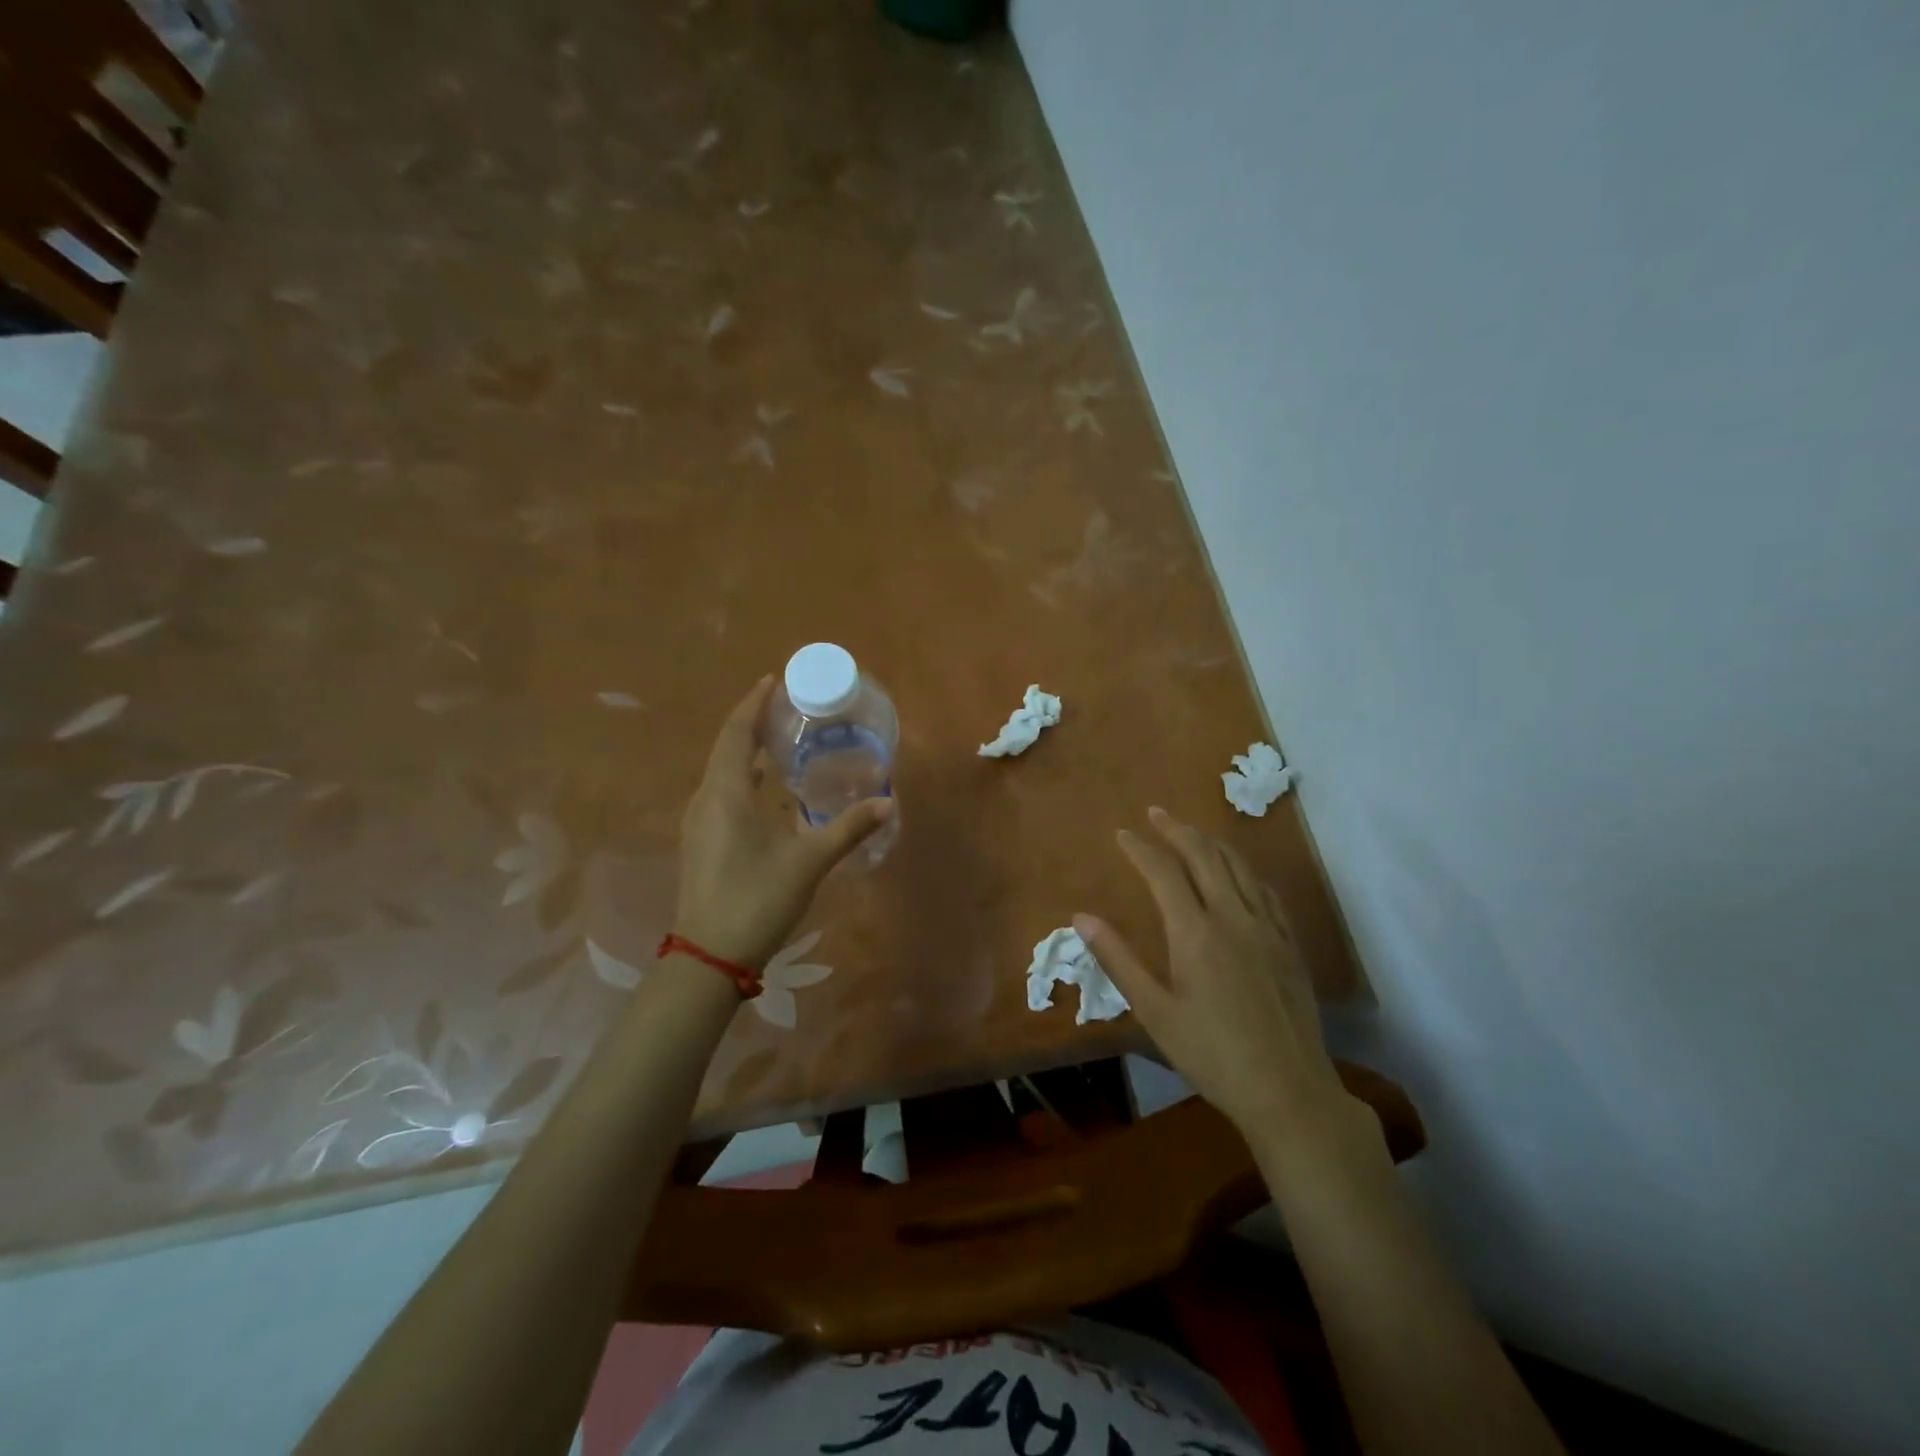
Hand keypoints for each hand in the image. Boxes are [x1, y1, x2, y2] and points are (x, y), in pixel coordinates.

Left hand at [674, 676, 893, 971]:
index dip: (753, 704)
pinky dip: (742, 777)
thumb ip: (848, 829)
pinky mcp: (702, 843)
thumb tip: (888, 802)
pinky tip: (766, 789)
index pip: (736, 733)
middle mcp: (705, 800)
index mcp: (725, 794)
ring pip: (721, 772)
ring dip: (744, 750)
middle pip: (726, 748)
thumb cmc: (756, 900)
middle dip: (751, 723)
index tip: (773, 681)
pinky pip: (720, 793)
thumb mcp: (808, 862)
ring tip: (778, 741)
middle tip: (785, 708)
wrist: (709, 957)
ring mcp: (699, 823)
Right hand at [1075, 807, 1361, 1140]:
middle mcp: (1232, 918)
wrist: (1288, 1091)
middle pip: (1204, 857)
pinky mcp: (1288, 945)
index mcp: (1195, 932)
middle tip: (1156, 813)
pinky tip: (1239, 873)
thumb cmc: (1211, 1054)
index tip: (1123, 834)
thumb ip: (1118, 960)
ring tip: (1192, 832)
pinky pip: (1265, 891)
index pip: (1164, 873)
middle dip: (1177, 831)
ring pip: (1238, 867)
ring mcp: (1266, 929)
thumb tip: (1081, 918)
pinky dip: (1245, 870)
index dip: (1141, 849)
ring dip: (1212, 843)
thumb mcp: (1154, 1012)